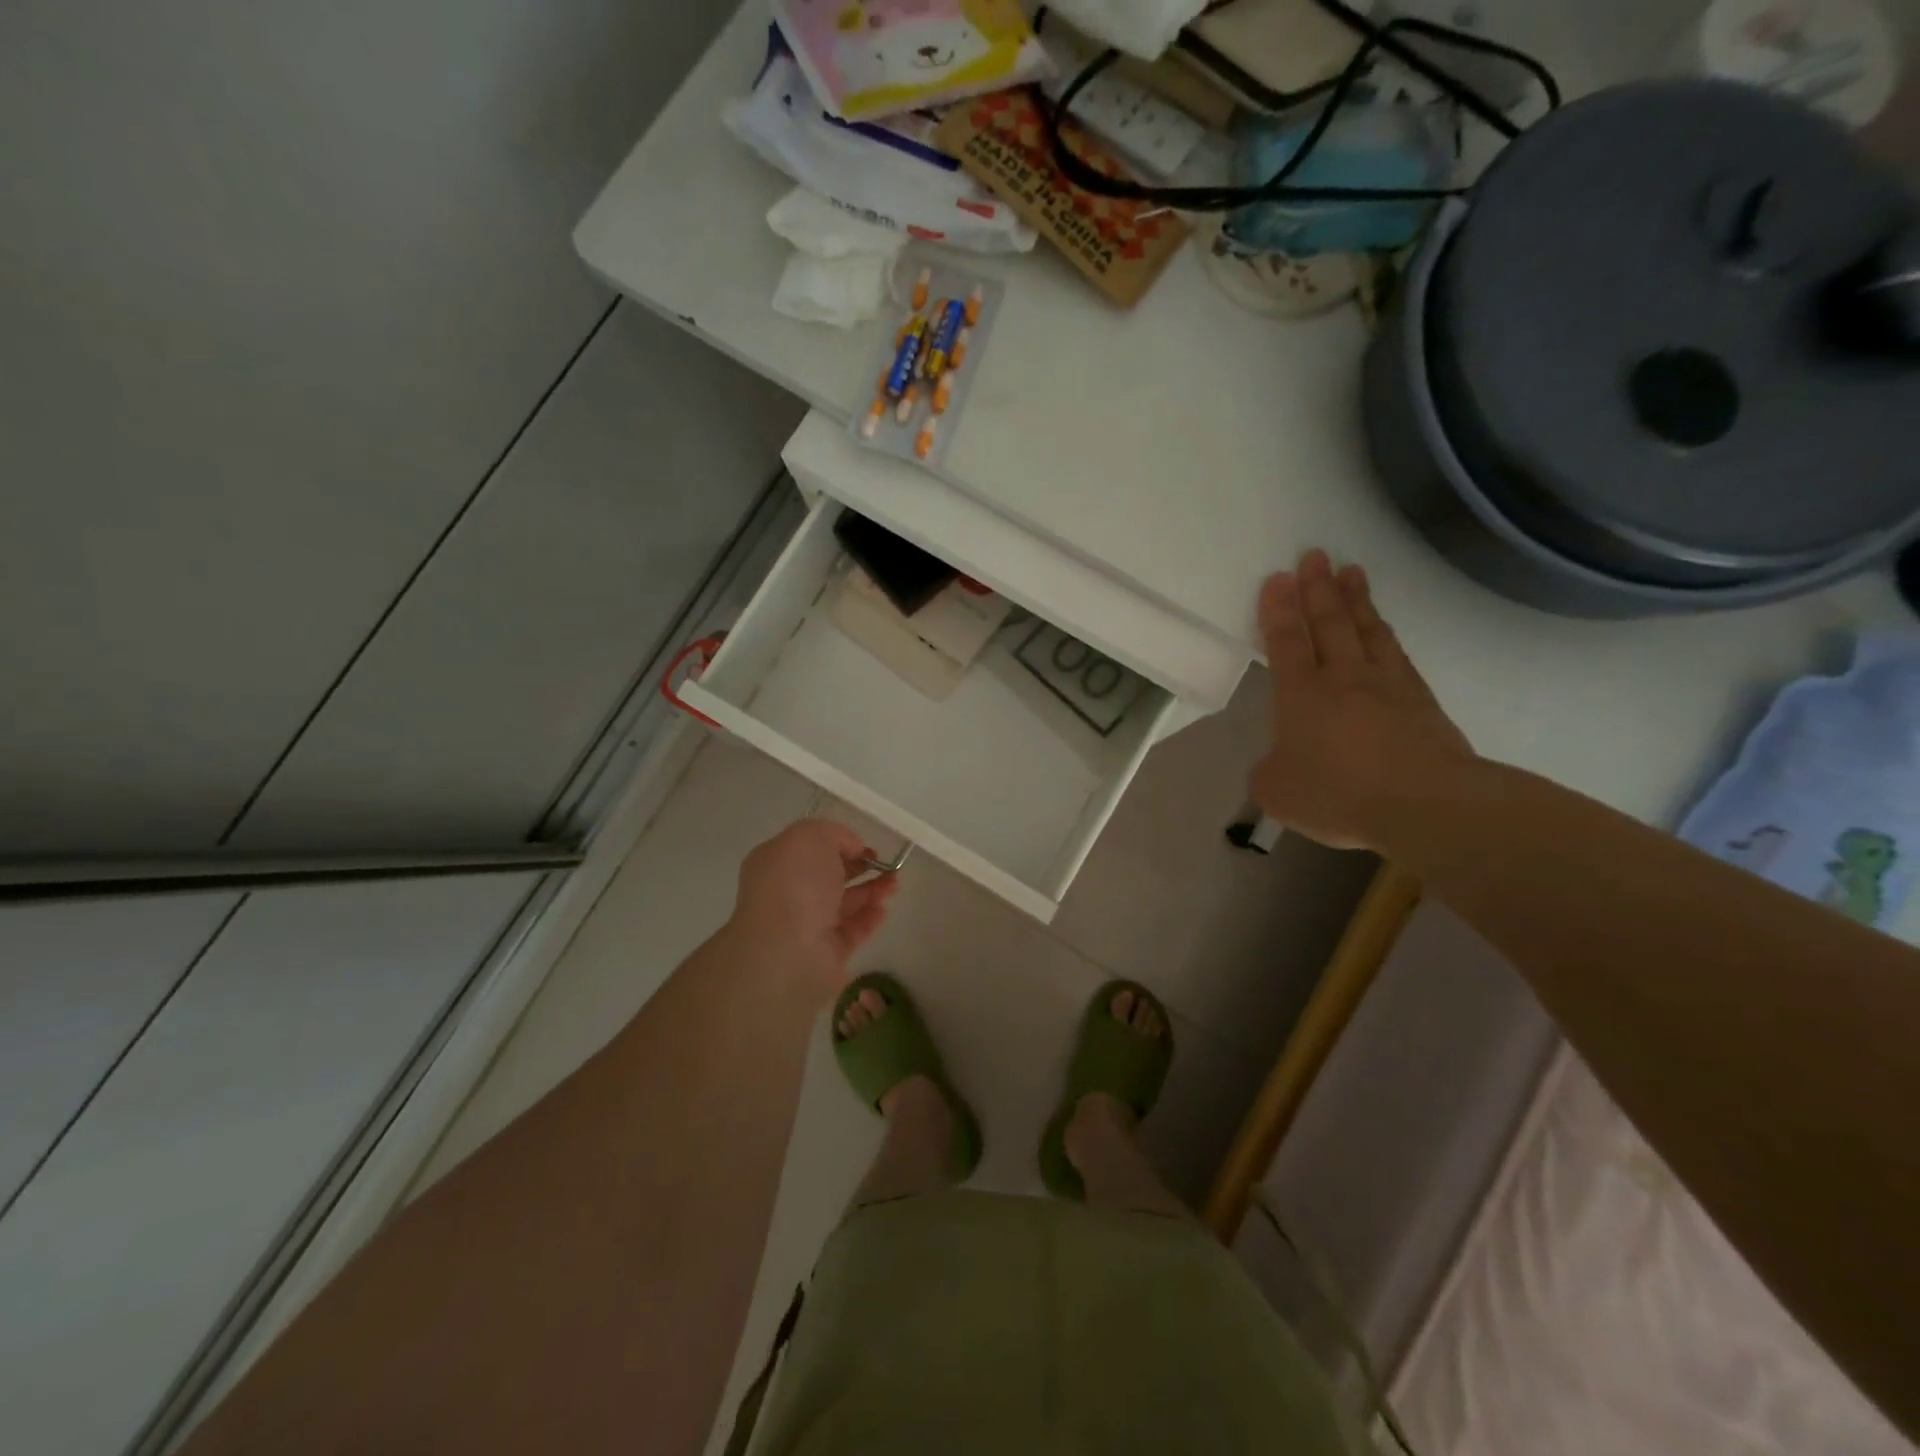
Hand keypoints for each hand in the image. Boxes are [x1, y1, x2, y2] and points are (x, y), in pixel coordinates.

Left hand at [730, 820, 898, 981]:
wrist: (787, 952)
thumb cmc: (795, 885)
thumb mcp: (811, 837)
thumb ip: (834, 834)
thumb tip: (852, 848)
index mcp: (775, 864)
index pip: (808, 849)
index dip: (838, 844)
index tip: (864, 845)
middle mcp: (787, 895)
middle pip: (828, 877)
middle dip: (859, 868)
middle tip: (887, 864)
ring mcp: (805, 926)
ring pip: (843, 904)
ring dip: (870, 891)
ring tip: (894, 884)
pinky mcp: (826, 954)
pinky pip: (851, 932)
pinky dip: (868, 919)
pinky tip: (883, 909)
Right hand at [1251, 550, 1475, 850]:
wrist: (1425, 804)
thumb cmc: (1338, 794)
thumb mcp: (1277, 791)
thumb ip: (1270, 771)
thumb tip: (1278, 764)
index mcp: (1301, 695)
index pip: (1286, 643)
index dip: (1279, 610)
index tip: (1278, 577)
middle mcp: (1343, 678)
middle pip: (1329, 623)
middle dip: (1318, 589)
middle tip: (1314, 555)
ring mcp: (1387, 685)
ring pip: (1367, 631)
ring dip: (1356, 600)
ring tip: (1351, 572)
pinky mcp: (1421, 701)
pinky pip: (1397, 655)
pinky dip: (1386, 634)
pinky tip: (1384, 628)